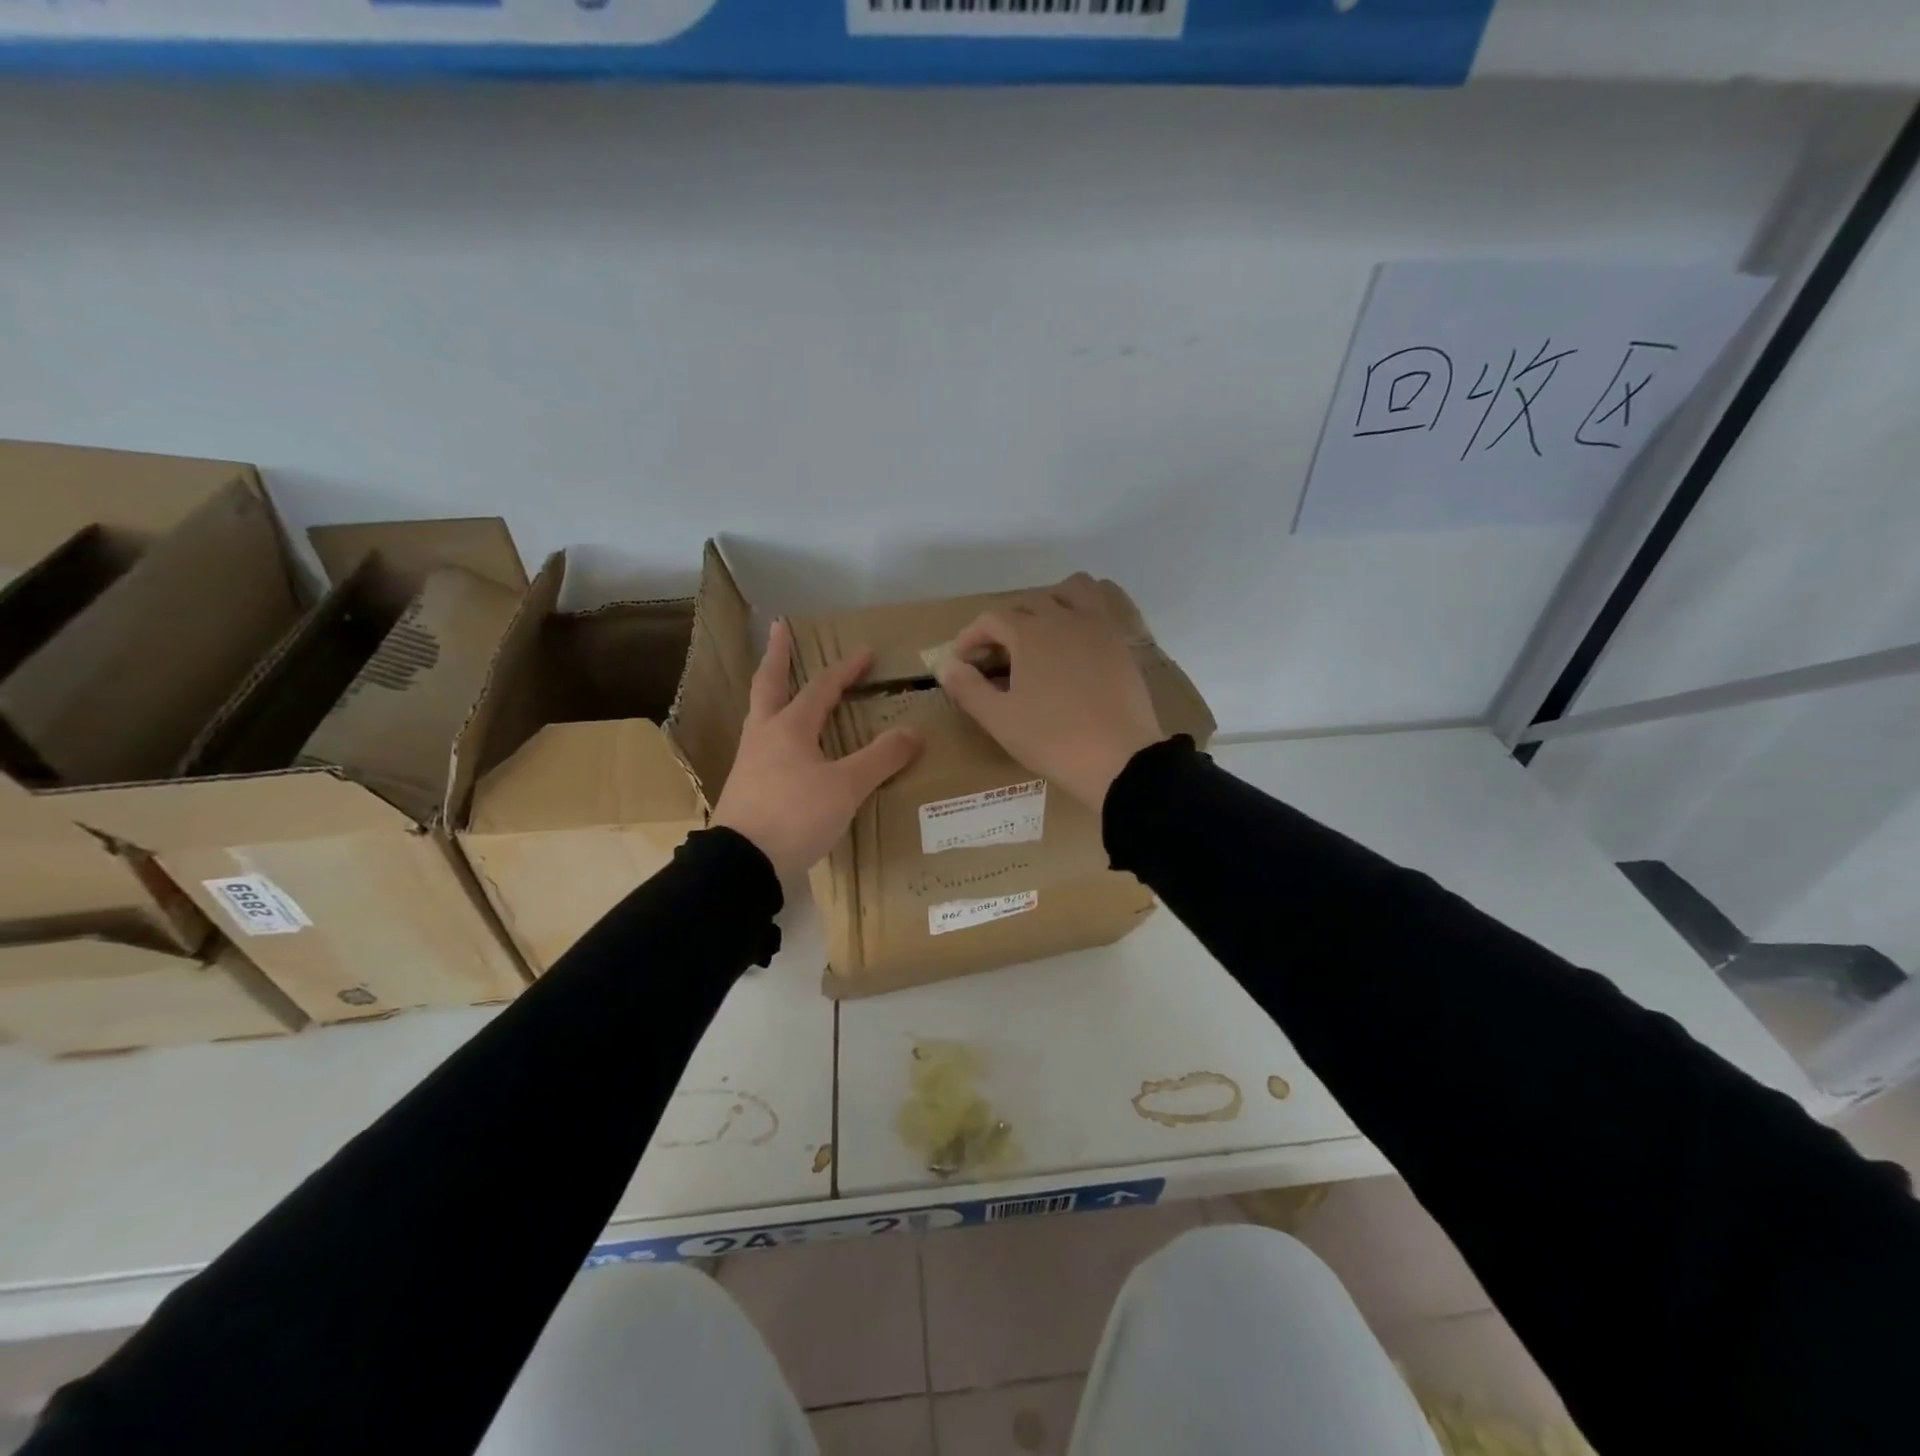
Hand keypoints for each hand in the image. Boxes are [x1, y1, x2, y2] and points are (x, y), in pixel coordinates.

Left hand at [712, 619, 922, 881]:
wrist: (741, 864)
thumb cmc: (795, 816)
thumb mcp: (846, 787)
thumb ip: (880, 758)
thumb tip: (914, 732)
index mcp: (788, 728)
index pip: (821, 688)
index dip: (845, 670)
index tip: (866, 652)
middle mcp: (764, 736)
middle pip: (768, 685)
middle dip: (776, 656)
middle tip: (779, 629)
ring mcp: (750, 762)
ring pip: (761, 714)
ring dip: (771, 692)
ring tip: (781, 685)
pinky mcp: (746, 788)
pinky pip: (762, 745)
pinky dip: (773, 729)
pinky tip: (782, 745)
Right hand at [935, 573, 1162, 809]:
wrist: (1120, 759)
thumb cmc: (1053, 739)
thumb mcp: (999, 719)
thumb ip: (968, 688)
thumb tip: (946, 665)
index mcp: (1030, 632)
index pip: (991, 619)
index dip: (971, 637)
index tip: (962, 662)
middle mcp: (1064, 618)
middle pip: (1028, 602)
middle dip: (1006, 623)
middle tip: (997, 656)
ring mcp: (1098, 627)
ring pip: (1072, 590)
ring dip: (1051, 601)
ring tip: (1041, 632)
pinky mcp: (1122, 643)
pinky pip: (1103, 608)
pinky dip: (1085, 612)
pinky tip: (1078, 640)